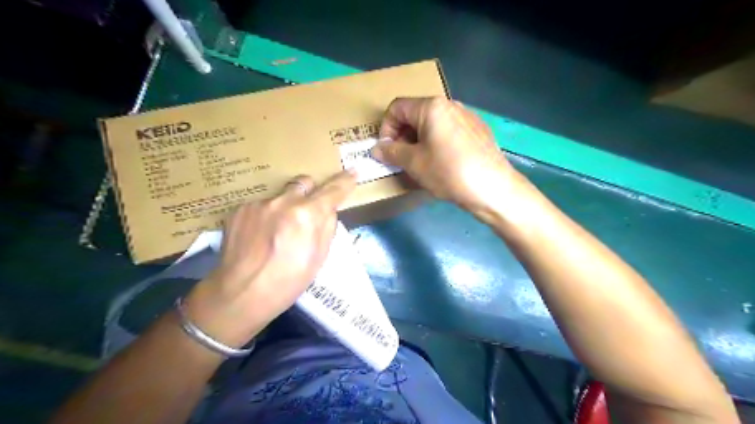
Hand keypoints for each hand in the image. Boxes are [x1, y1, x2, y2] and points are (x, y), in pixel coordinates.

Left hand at [185, 171, 357, 348]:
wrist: (241, 293)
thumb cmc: (288, 281)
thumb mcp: (319, 257)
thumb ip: (327, 227)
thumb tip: (328, 210)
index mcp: (307, 214)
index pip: (332, 190)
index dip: (344, 181)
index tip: (352, 173)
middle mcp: (283, 201)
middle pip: (304, 182)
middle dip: (309, 193)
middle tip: (306, 213)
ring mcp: (259, 203)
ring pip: (280, 195)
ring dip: (285, 207)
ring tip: (276, 233)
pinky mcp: (239, 208)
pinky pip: (261, 205)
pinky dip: (266, 216)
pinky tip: (259, 236)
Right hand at [370, 97, 523, 215]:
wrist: (492, 188)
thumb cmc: (448, 172)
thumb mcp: (414, 163)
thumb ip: (391, 152)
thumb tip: (376, 149)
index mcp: (432, 107)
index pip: (397, 108)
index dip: (386, 128)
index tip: (387, 150)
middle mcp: (450, 104)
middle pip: (415, 114)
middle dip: (402, 135)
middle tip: (401, 159)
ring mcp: (467, 116)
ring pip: (433, 124)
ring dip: (419, 141)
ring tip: (420, 163)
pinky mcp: (478, 130)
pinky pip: (449, 131)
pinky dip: (437, 143)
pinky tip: (443, 163)